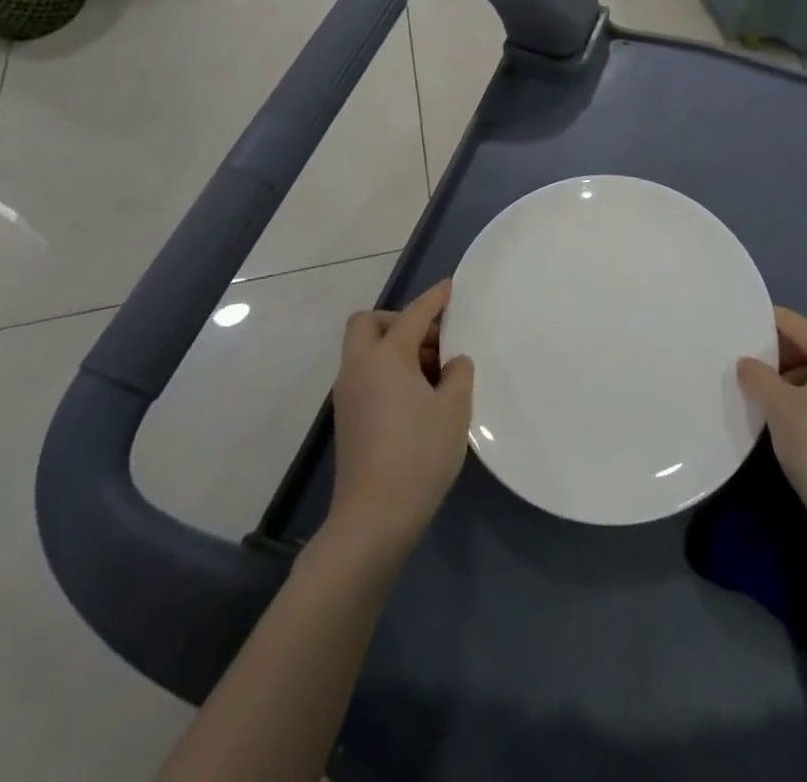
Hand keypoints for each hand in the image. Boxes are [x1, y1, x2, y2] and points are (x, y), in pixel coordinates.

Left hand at [327, 280, 474, 554]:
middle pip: (368, 323)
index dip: (434, 298)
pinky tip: (418, 397)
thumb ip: (458, 373)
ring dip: (395, 347)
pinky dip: (388, 371)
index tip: (450, 286)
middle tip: (433, 339)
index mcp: (385, 357)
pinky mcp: (348, 420)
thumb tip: (452, 363)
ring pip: (366, 351)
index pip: (413, 314)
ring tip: (434, 371)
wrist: (373, 519)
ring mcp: (348, 395)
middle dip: (398, 320)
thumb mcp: (454, 409)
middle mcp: (359, 368)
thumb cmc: (419, 454)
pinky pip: (367, 375)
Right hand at [737, 307, 806, 530]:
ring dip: (796, 381)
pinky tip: (791, 418)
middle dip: (780, 358)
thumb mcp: (777, 405)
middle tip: (747, 368)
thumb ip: (756, 375)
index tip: (737, 330)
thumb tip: (746, 363)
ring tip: (765, 396)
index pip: (796, 326)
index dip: (764, 326)